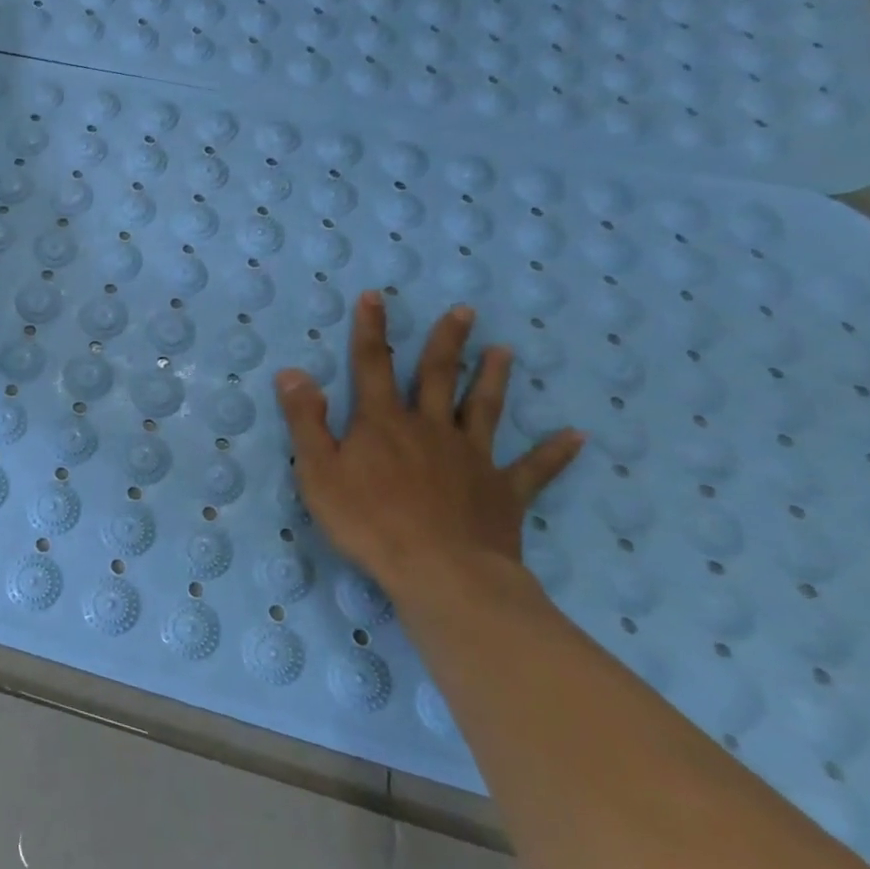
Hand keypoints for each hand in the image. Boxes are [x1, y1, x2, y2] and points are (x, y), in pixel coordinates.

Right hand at [275, 292, 582, 597]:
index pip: (372, 365)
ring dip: (493, 379)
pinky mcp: (502, 491)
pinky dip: (554, 453)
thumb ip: (305, 420)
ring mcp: (471, 458)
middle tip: (464, 311)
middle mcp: (430, 428)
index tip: (376, 296)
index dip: (371, 329)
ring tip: (505, 352)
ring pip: (485, 409)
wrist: (441, 573)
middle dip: (447, 342)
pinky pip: (533, 469)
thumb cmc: (368, 521)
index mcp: (383, 422)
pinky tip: (577, 437)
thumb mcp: (318, 470)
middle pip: (438, 376)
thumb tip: (292, 372)